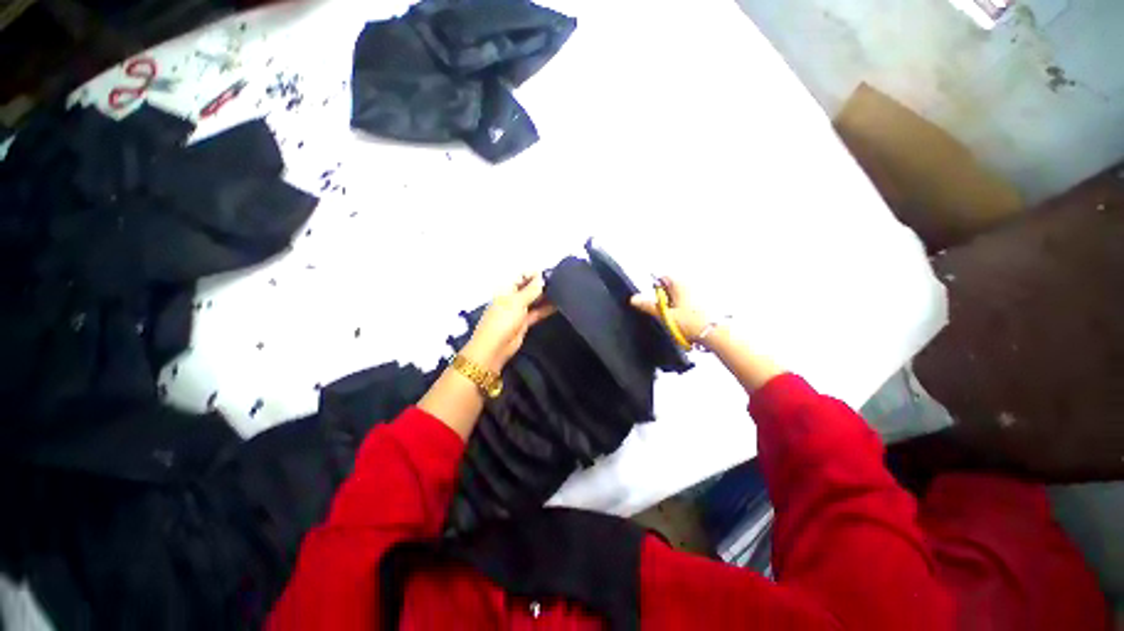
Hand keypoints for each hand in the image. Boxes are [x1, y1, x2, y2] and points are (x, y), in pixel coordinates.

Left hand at [463, 273, 555, 371]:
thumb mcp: (517, 301)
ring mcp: (518, 310)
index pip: (522, 276)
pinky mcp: (524, 322)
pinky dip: (546, 309)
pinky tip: (558, 305)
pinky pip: (537, 312)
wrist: (495, 347)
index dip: (535, 275)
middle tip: (560, 282)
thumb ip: (531, 289)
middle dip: (542, 285)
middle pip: (529, 288)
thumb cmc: (502, 320)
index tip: (551, 274)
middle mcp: (512, 298)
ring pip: (534, 300)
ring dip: (546, 297)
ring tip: (563, 292)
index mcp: (506, 289)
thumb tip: (541, 277)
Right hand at [630, 276, 710, 344]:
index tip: (656, 302)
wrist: (716, 333)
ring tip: (680, 319)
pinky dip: (689, 309)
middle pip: (672, 287)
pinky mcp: (709, 301)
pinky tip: (690, 321)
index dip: (656, 290)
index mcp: (679, 283)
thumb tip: (634, 299)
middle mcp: (691, 283)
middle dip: (667, 299)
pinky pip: (693, 302)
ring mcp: (702, 291)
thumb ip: (648, 306)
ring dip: (678, 305)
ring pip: (682, 296)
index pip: (662, 278)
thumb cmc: (692, 322)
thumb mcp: (665, 315)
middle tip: (668, 313)